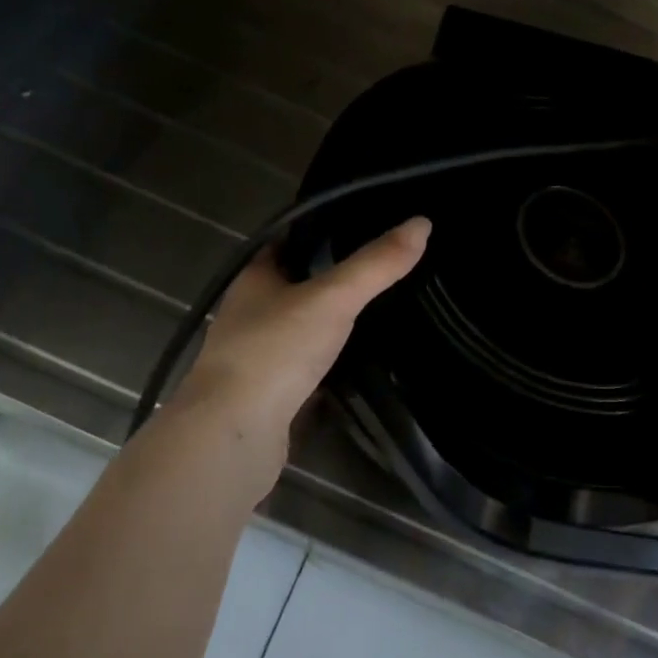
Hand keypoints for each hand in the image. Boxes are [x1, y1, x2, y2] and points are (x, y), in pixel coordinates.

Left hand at [169, 217, 431, 500]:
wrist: (234, 434)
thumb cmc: (276, 350)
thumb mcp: (333, 298)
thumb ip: (376, 264)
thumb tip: (422, 223)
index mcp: (254, 279)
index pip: (287, 241)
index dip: (320, 229)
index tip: (361, 223)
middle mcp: (249, 313)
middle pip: (294, 285)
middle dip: (330, 277)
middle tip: (380, 268)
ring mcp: (256, 357)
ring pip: (300, 328)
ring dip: (330, 322)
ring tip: (379, 310)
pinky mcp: (268, 394)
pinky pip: (304, 368)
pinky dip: (328, 363)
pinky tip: (359, 362)